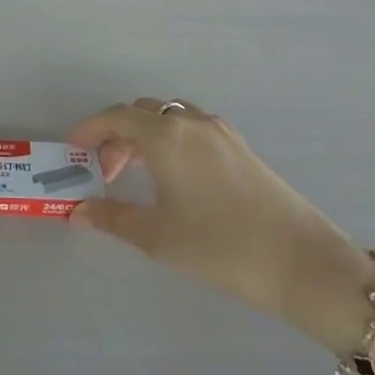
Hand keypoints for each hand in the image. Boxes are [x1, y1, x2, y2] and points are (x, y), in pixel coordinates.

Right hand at [67, 98, 374, 351]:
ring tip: (137, 173)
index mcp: (165, 136)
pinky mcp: (241, 147)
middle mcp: (191, 123)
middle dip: (117, 135)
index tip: (72, 148)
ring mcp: (220, 132)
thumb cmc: (219, 246)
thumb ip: (112, 217)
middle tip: (105, 172)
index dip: (89, 129)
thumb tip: (78, 210)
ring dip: (146, 135)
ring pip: (170, 117)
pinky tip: (175, 176)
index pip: (116, 117)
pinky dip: (171, 140)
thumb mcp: (156, 236)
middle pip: (142, 112)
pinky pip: (193, 128)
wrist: (302, 262)